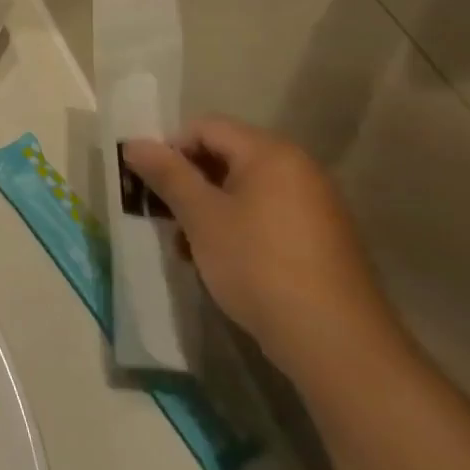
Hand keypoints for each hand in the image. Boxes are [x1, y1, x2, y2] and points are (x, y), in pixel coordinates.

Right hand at [123, 117, 402, 386]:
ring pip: (240, 191)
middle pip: (224, 156)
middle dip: (186, 182)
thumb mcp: (201, 216)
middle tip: (160, 213)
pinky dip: (233, 228)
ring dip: (205, 209)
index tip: (146, 183)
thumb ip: (167, 174)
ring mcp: (312, 206)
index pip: (205, 127)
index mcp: (270, 153)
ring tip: (184, 245)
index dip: (169, 149)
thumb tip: (134, 143)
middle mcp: (297, 169)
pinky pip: (263, 217)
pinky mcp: (318, 240)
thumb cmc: (258, 264)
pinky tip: (215, 262)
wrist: (334, 342)